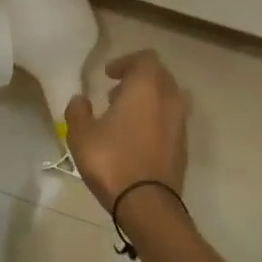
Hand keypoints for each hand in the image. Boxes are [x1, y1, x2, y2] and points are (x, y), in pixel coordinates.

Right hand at [64, 49, 188, 212]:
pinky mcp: (183, 147)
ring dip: (149, 101)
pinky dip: (156, 121)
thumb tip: (80, 100)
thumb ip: (78, 111)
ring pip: (168, 99)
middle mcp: (169, 99)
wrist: (147, 203)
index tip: (108, 75)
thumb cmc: (111, 160)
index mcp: (146, 88)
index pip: (145, 58)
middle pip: (160, 76)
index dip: (126, 62)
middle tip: (115, 94)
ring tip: (125, 117)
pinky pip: (171, 122)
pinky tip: (136, 139)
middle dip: (138, 80)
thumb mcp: (80, 134)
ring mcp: (180, 124)